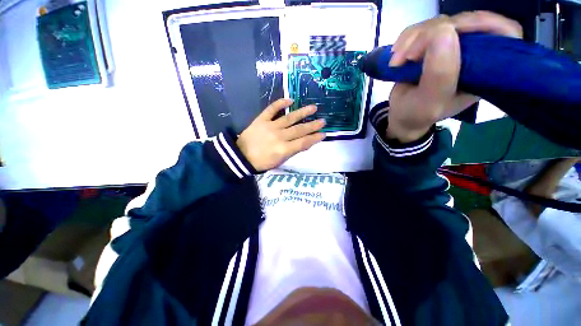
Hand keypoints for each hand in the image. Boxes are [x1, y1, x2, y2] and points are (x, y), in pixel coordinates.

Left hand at [237, 99, 325, 170]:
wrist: (241, 156)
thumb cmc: (262, 162)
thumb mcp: (279, 161)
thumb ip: (293, 151)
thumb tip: (306, 144)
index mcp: (283, 149)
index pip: (303, 142)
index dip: (315, 138)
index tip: (323, 134)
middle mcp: (279, 136)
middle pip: (299, 130)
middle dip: (313, 125)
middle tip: (323, 120)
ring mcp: (270, 126)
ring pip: (289, 118)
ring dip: (302, 112)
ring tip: (313, 108)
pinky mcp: (261, 119)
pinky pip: (271, 109)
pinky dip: (280, 103)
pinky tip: (290, 100)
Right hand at [386, 11, 522, 142]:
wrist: (401, 115)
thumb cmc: (417, 114)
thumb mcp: (429, 102)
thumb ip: (440, 74)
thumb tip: (444, 31)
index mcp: (484, 70)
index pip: (504, 33)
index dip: (485, 23)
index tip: (454, 31)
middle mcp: (472, 54)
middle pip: (464, 23)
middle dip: (431, 34)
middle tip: (408, 56)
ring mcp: (451, 47)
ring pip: (439, 23)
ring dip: (413, 38)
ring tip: (396, 61)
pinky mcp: (432, 45)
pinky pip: (422, 28)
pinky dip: (406, 39)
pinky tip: (396, 55)